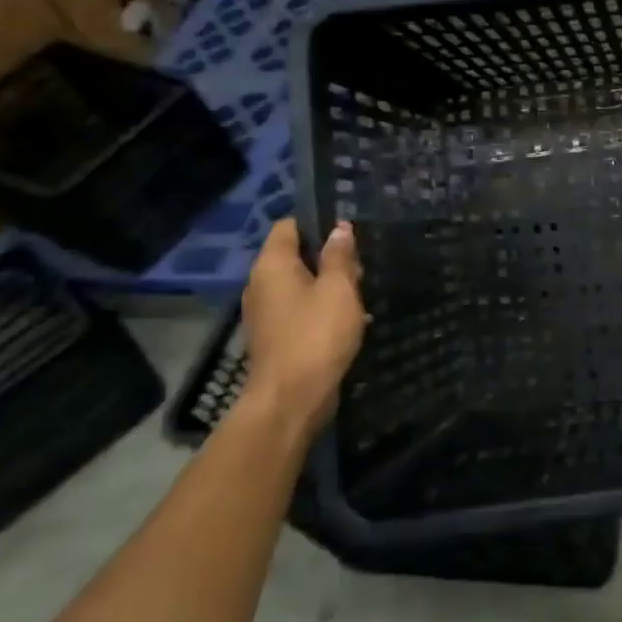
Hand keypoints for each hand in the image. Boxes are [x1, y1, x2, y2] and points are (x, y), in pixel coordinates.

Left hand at [239, 218, 367, 440]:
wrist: (291, 399)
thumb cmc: (317, 335)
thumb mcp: (338, 289)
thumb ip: (339, 256)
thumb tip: (339, 228)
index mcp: (272, 265)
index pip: (289, 226)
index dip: (317, 222)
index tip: (348, 230)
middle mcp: (261, 284)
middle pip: (295, 255)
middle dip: (328, 257)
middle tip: (360, 267)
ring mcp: (265, 312)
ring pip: (299, 284)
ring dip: (328, 285)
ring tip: (359, 293)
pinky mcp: (274, 336)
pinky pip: (299, 309)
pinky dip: (320, 308)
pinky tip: (347, 319)